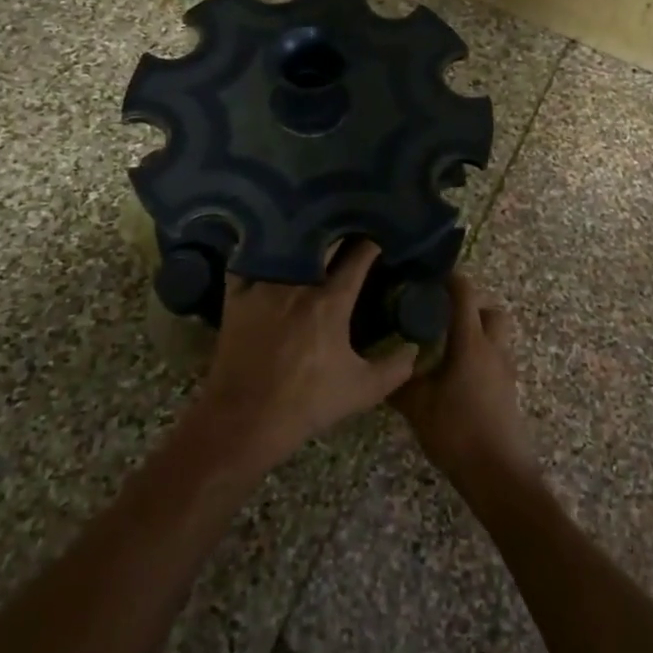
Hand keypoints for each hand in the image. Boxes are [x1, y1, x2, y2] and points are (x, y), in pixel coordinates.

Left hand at [193, 241, 416, 469]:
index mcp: (331, 301)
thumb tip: (415, 348)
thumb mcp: (362, 391)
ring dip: (302, 240)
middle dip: (339, 235)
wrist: (245, 422)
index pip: (359, 256)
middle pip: (323, 242)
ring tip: (311, 234)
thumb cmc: (307, 404)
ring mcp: (264, 286)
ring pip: (287, 248)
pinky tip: (267, 248)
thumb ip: (395, 368)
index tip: (379, 240)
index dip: (372, 245)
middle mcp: (298, 283)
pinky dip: (261, 252)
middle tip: (347, 231)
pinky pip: (250, 261)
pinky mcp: (236, 295)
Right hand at [392, 274, 536, 491]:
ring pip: (497, 335)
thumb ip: (399, 382)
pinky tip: (456, 374)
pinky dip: (480, 355)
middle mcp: (493, 348)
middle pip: (490, 311)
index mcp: (471, 342)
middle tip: (441, 313)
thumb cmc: (457, 432)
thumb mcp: (417, 406)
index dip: (451, 279)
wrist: (499, 475)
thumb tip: (380, 365)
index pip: (466, 294)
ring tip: (446, 344)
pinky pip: (496, 358)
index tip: (429, 276)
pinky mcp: (509, 390)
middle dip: (470, 305)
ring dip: (477, 331)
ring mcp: (505, 370)